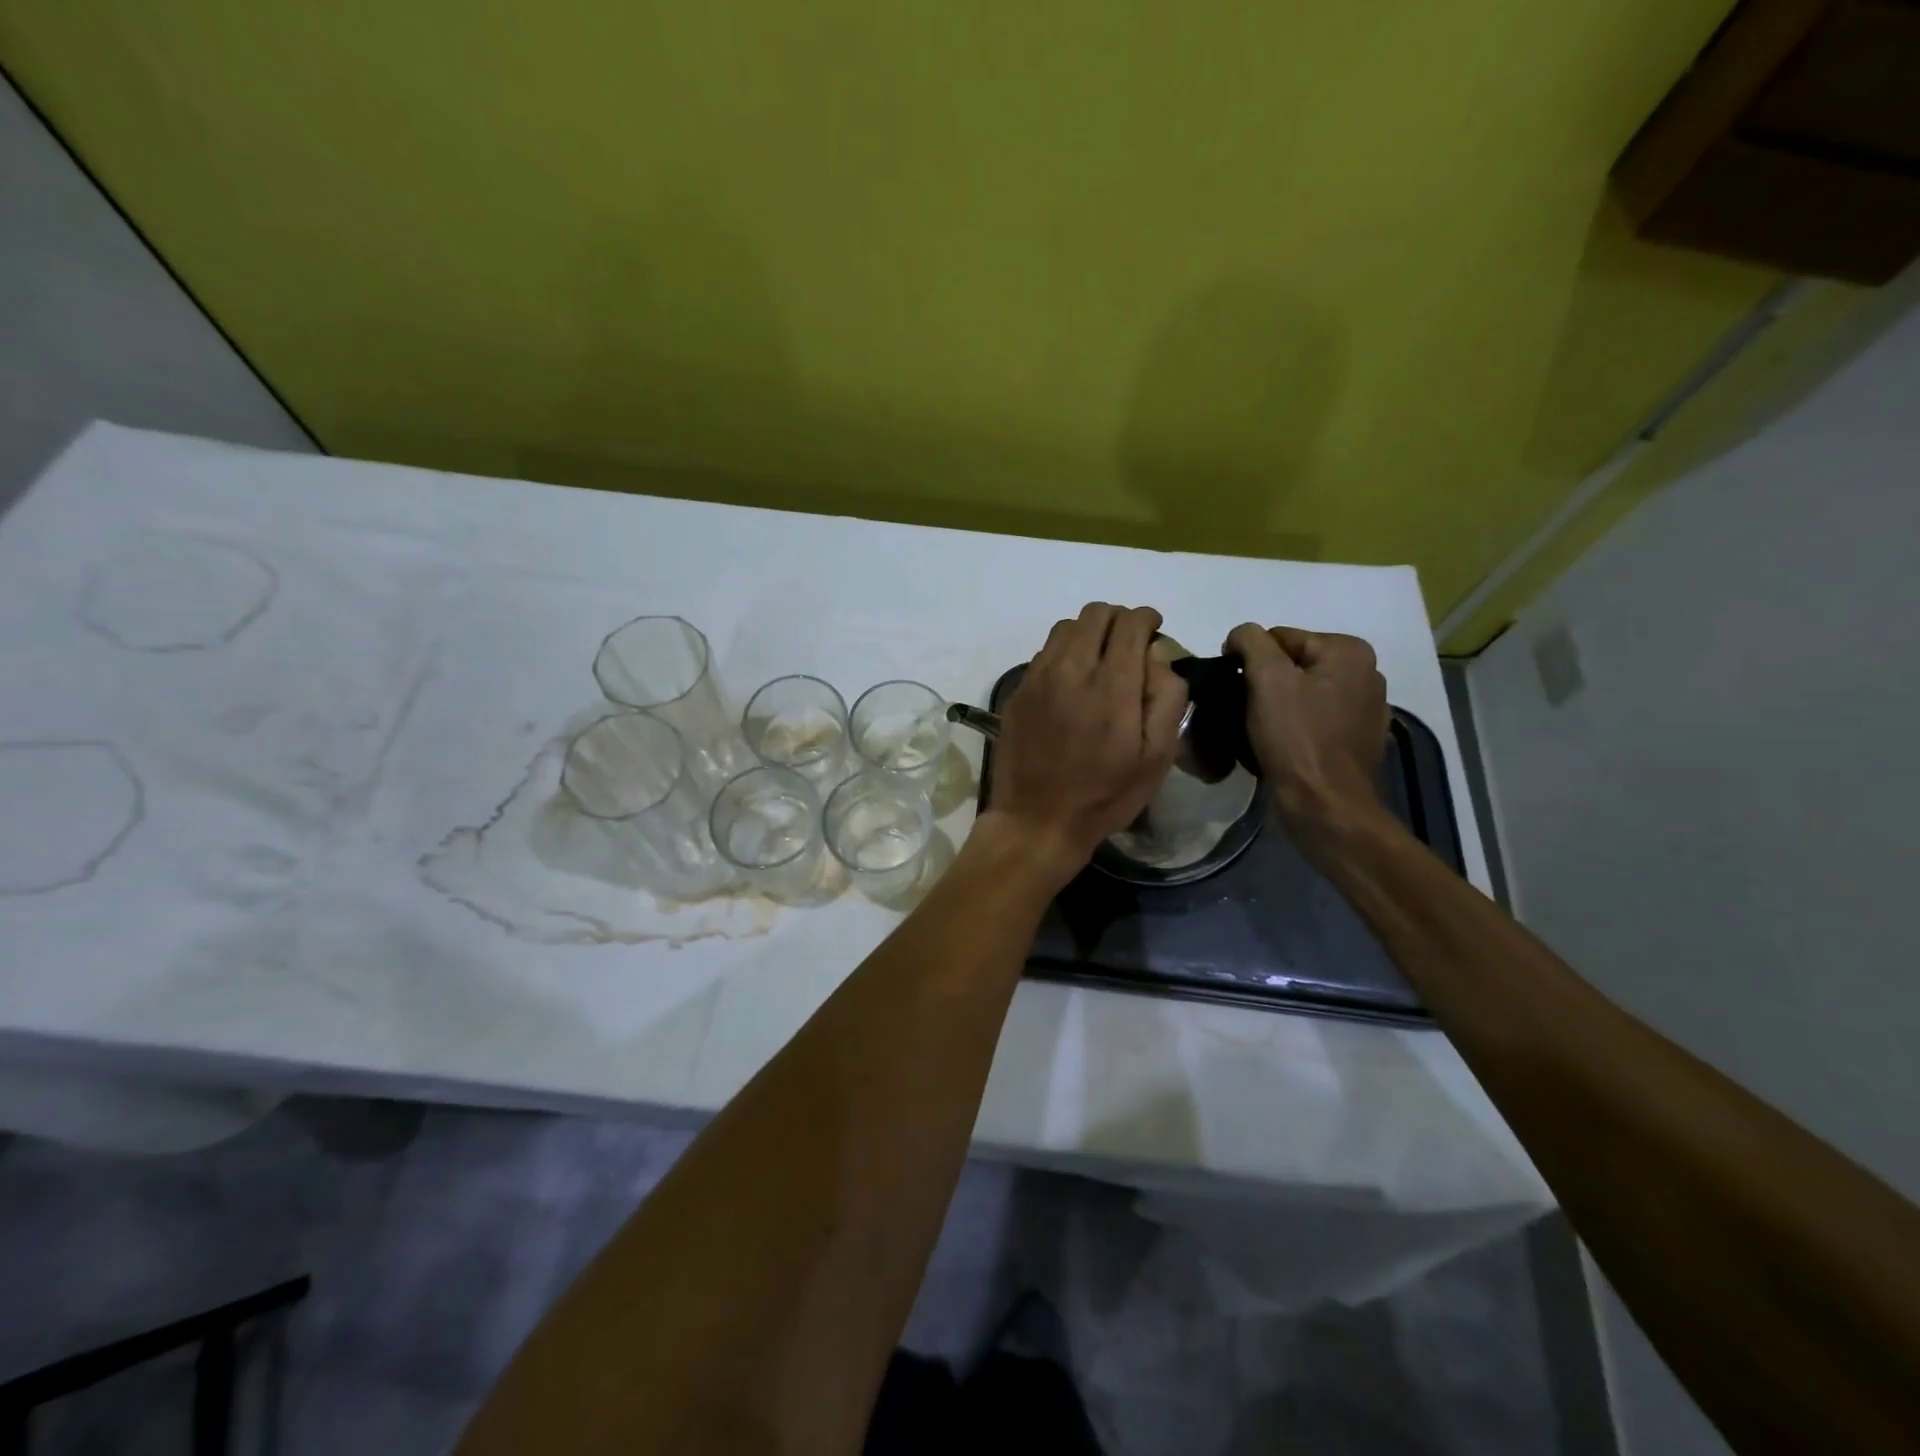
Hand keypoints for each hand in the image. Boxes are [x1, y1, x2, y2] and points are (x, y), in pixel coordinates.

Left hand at [982, 603, 1187, 886]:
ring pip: (1066, 627)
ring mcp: (1038, 678)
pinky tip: (1070, 682)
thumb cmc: (1105, 795)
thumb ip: (1166, 698)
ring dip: (1089, 633)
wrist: (1037, 821)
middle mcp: (1072, 670)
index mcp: (1112, 685)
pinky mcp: (1017, 691)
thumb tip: (1159, 656)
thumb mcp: (1156, 757)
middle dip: (1119, 620)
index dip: (1147, 620)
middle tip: (1128, 646)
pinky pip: (1044, 652)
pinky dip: (1063, 653)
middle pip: (1096, 613)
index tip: (1154, 632)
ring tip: (1098, 661)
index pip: (1131, 622)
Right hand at [1226, 624, 1388, 838]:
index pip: (1278, 637)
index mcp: (1349, 651)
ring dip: (1276, 705)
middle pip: (1291, 664)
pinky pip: (1313, 719)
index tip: (1233, 689)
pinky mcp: (1357, 739)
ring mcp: (1365, 708)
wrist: (1324, 805)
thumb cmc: (1296, 738)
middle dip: (1264, 683)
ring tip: (1258, 729)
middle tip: (1244, 710)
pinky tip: (1281, 745)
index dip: (1248, 660)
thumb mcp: (1266, 678)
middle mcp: (1365, 672)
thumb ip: (1250, 641)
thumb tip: (1240, 636)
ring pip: (1301, 692)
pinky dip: (1294, 726)